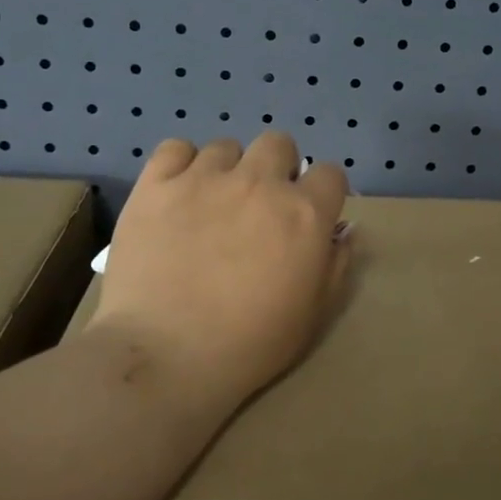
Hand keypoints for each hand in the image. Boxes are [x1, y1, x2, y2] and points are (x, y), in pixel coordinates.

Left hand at [89, 132, 351, 412]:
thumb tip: (344, 229)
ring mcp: (204, 179)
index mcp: (303, 213)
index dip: (321, 194)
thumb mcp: (314, 314)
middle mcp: (258, 182)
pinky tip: (176, 193)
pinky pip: (175, 148)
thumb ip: (336, 264)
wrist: (166, 355)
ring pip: (226, 147)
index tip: (308, 216)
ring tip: (211, 205)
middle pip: (278, 144)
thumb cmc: (250, 344)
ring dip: (228, 170)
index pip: (330, 173)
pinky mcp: (156, 185)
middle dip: (276, 169)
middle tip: (259, 207)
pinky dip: (180, 165)